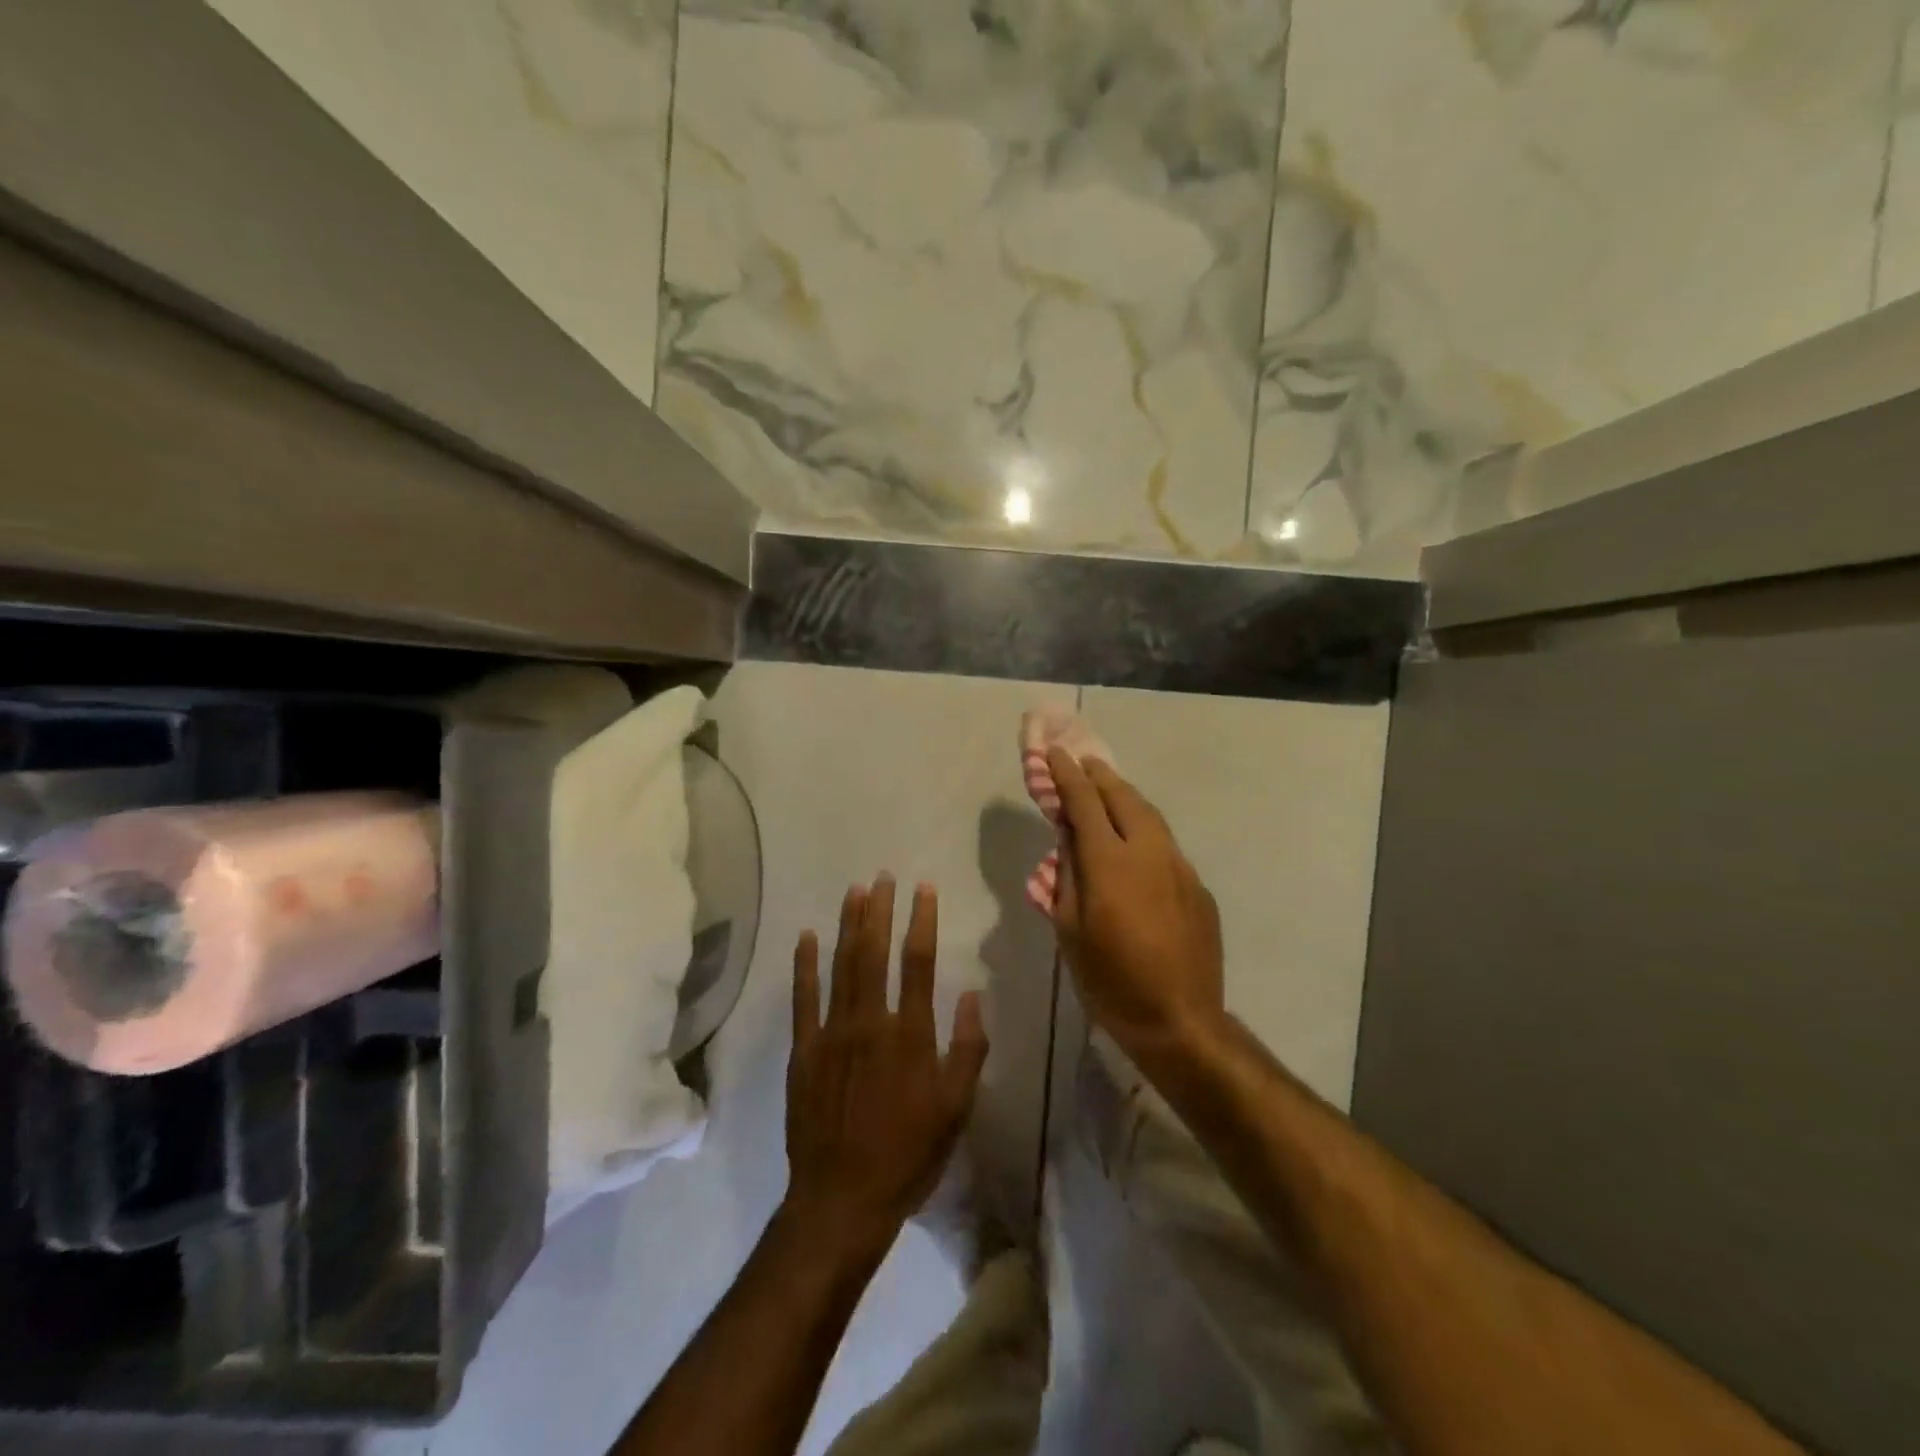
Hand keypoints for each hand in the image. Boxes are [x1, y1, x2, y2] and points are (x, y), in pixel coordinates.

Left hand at [784, 877, 988, 1255]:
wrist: (843, 1198)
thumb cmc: (908, 1154)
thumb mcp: (956, 1108)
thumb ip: (967, 1048)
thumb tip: (971, 994)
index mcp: (911, 1034)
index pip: (919, 963)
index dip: (921, 921)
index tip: (922, 889)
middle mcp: (871, 1022)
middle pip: (875, 953)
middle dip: (880, 911)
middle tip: (882, 877)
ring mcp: (832, 1033)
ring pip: (842, 966)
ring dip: (848, 926)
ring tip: (854, 891)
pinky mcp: (804, 1050)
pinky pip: (803, 999)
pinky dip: (805, 966)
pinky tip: (807, 937)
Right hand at [1048, 747, 1224, 1061]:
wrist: (1181, 1021)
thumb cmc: (1110, 980)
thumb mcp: (1070, 930)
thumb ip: (1068, 876)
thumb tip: (1069, 839)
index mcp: (1110, 862)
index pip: (1084, 802)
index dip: (1066, 775)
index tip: (1055, 753)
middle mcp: (1150, 852)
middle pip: (1123, 797)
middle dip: (1100, 776)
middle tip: (1082, 762)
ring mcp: (1180, 867)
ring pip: (1151, 816)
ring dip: (1126, 796)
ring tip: (1108, 790)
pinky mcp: (1198, 887)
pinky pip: (1167, 845)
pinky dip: (1145, 829)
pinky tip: (1136, 843)